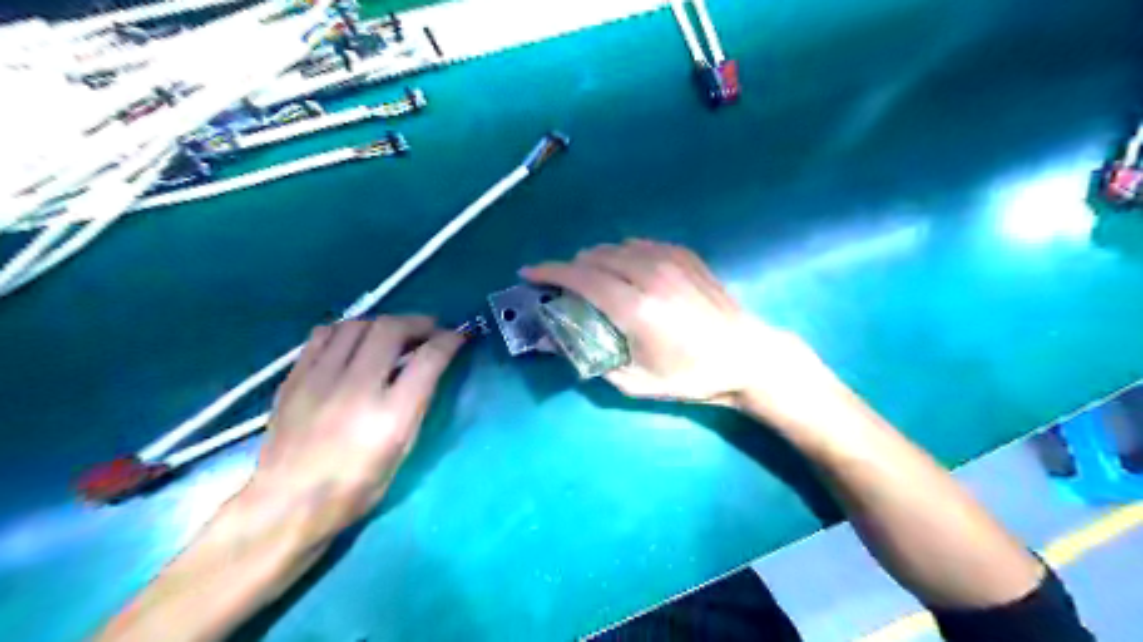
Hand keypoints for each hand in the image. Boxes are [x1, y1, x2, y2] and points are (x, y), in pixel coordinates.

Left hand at [250, 315, 462, 540]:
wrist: (286, 505)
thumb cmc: (355, 488)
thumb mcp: (401, 452)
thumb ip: (416, 405)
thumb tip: (429, 368)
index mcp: (390, 416)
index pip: (428, 359)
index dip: (449, 340)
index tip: (459, 336)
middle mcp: (355, 389)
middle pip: (391, 329)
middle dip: (419, 323)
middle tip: (430, 331)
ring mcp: (319, 379)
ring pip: (357, 325)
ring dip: (384, 323)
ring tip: (394, 335)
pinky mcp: (294, 378)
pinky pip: (324, 334)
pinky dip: (349, 330)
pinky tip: (356, 342)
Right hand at [521, 240, 811, 406]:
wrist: (746, 356)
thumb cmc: (690, 376)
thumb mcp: (635, 382)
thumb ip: (590, 358)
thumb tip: (553, 339)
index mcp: (635, 308)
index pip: (579, 277)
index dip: (548, 272)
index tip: (528, 273)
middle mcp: (649, 274)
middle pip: (594, 256)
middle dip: (572, 269)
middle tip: (566, 289)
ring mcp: (670, 260)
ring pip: (616, 246)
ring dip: (597, 260)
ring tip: (596, 281)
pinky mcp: (685, 255)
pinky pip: (641, 244)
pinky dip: (624, 254)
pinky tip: (629, 271)